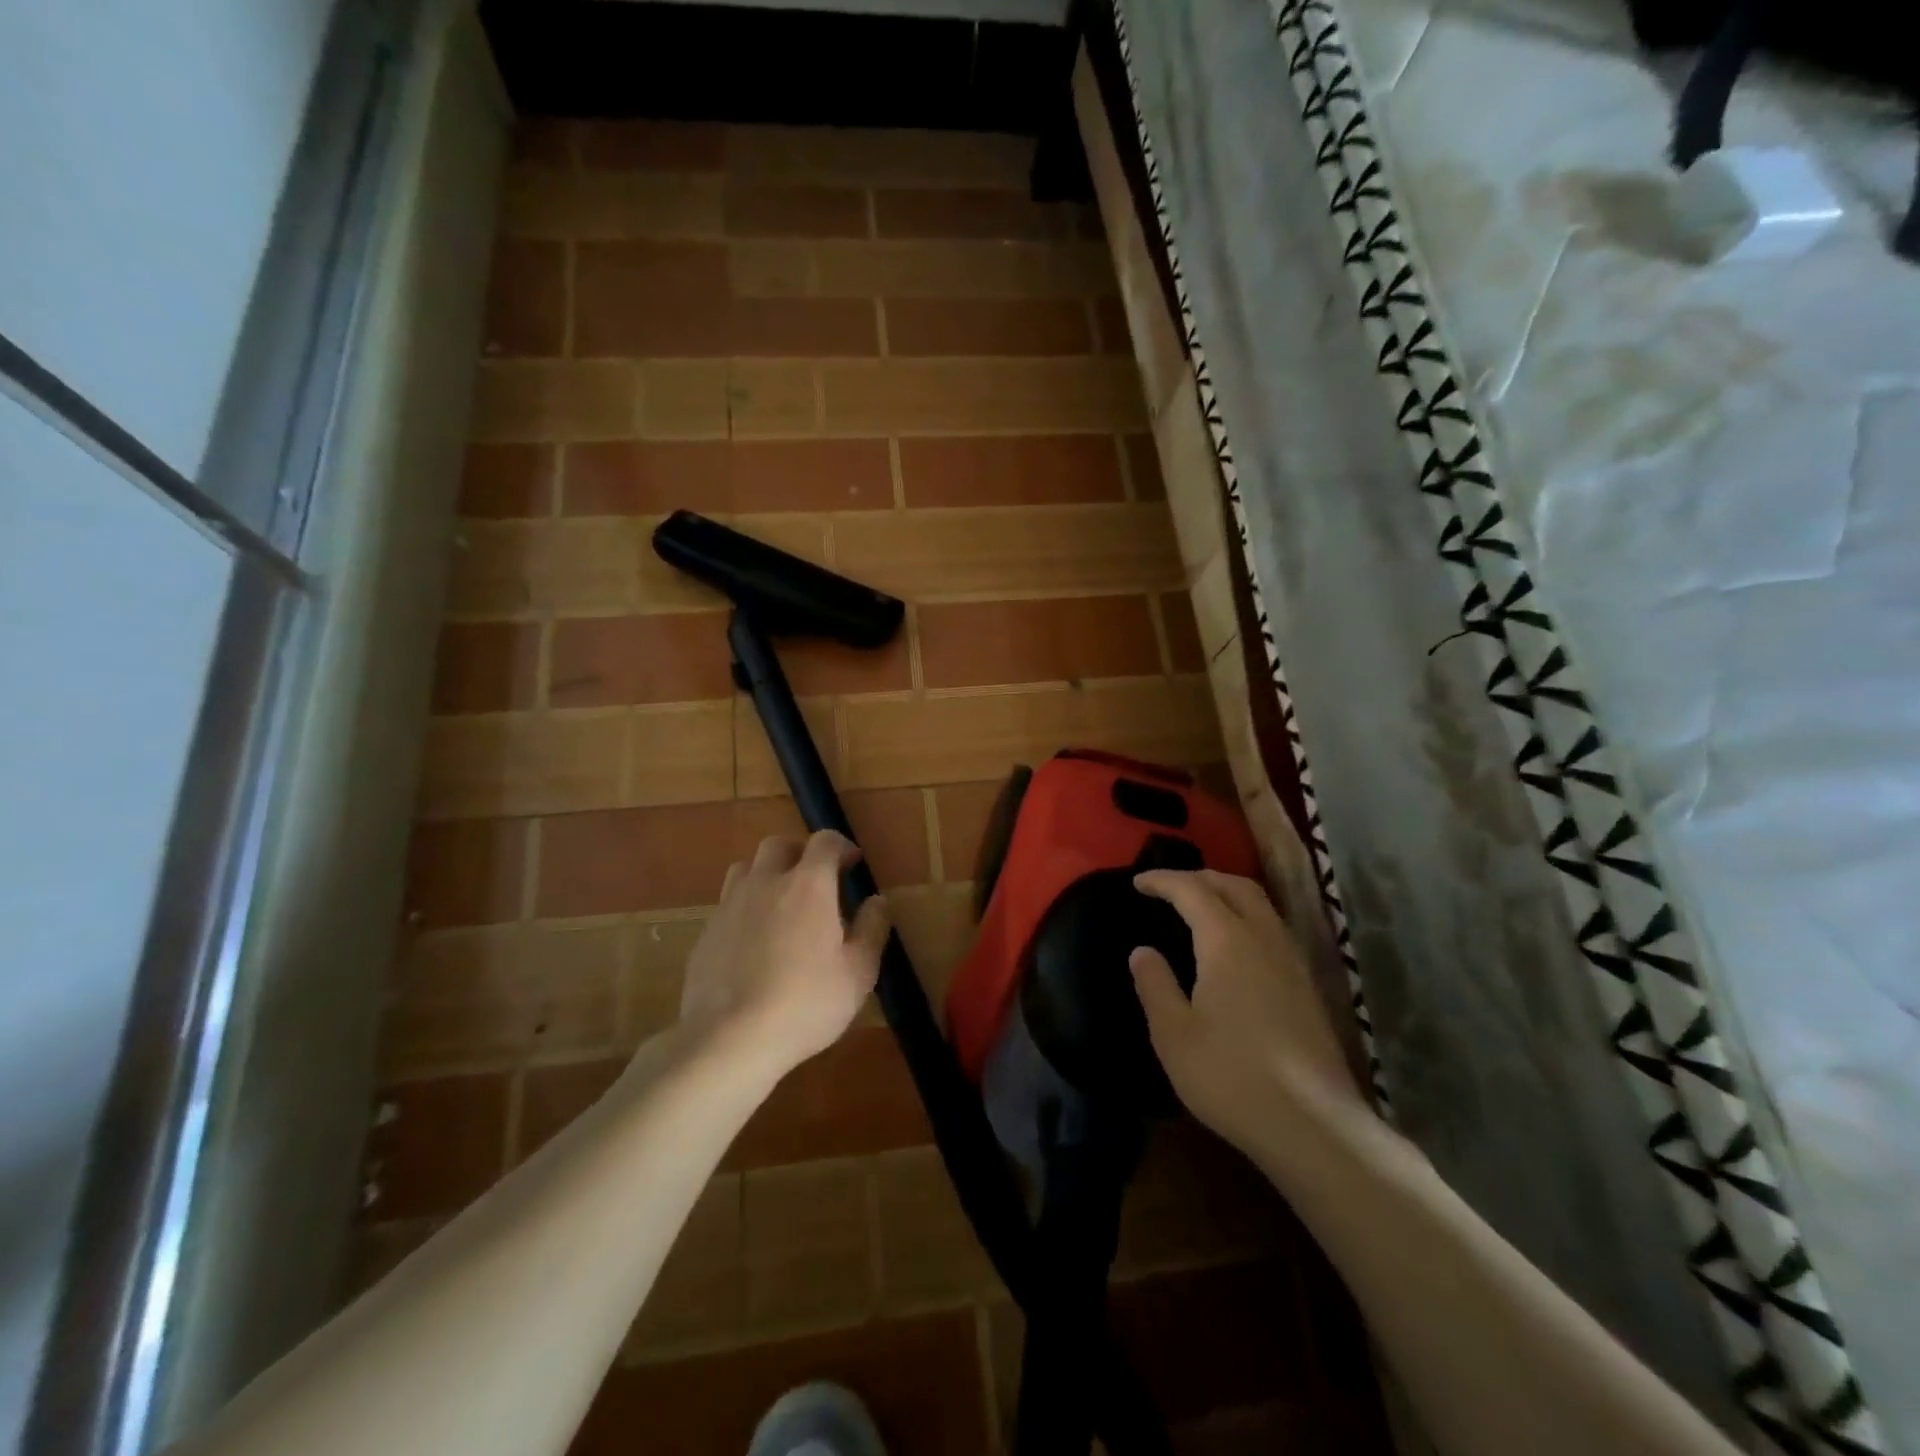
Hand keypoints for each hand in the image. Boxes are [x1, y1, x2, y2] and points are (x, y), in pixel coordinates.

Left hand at [676, 831, 888, 1079]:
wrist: (729, 1038)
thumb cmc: (806, 1002)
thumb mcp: (859, 972)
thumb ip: (872, 929)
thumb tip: (877, 900)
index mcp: (808, 885)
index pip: (824, 841)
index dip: (841, 846)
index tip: (853, 863)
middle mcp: (766, 883)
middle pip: (779, 845)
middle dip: (800, 853)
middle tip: (816, 879)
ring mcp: (730, 905)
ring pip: (746, 868)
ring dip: (767, 874)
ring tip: (781, 902)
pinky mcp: (706, 933)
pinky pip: (728, 904)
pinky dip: (745, 908)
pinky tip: (754, 941)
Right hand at [1130, 870, 1360, 1149]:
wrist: (1313, 1125)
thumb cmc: (1230, 1076)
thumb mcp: (1174, 1033)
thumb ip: (1155, 985)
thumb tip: (1143, 951)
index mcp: (1227, 941)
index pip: (1192, 890)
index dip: (1163, 880)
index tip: (1138, 882)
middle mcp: (1265, 939)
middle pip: (1235, 886)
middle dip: (1200, 877)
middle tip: (1169, 888)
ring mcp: (1293, 962)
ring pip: (1261, 905)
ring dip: (1227, 894)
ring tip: (1200, 908)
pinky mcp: (1307, 987)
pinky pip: (1273, 929)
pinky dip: (1246, 918)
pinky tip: (1235, 947)